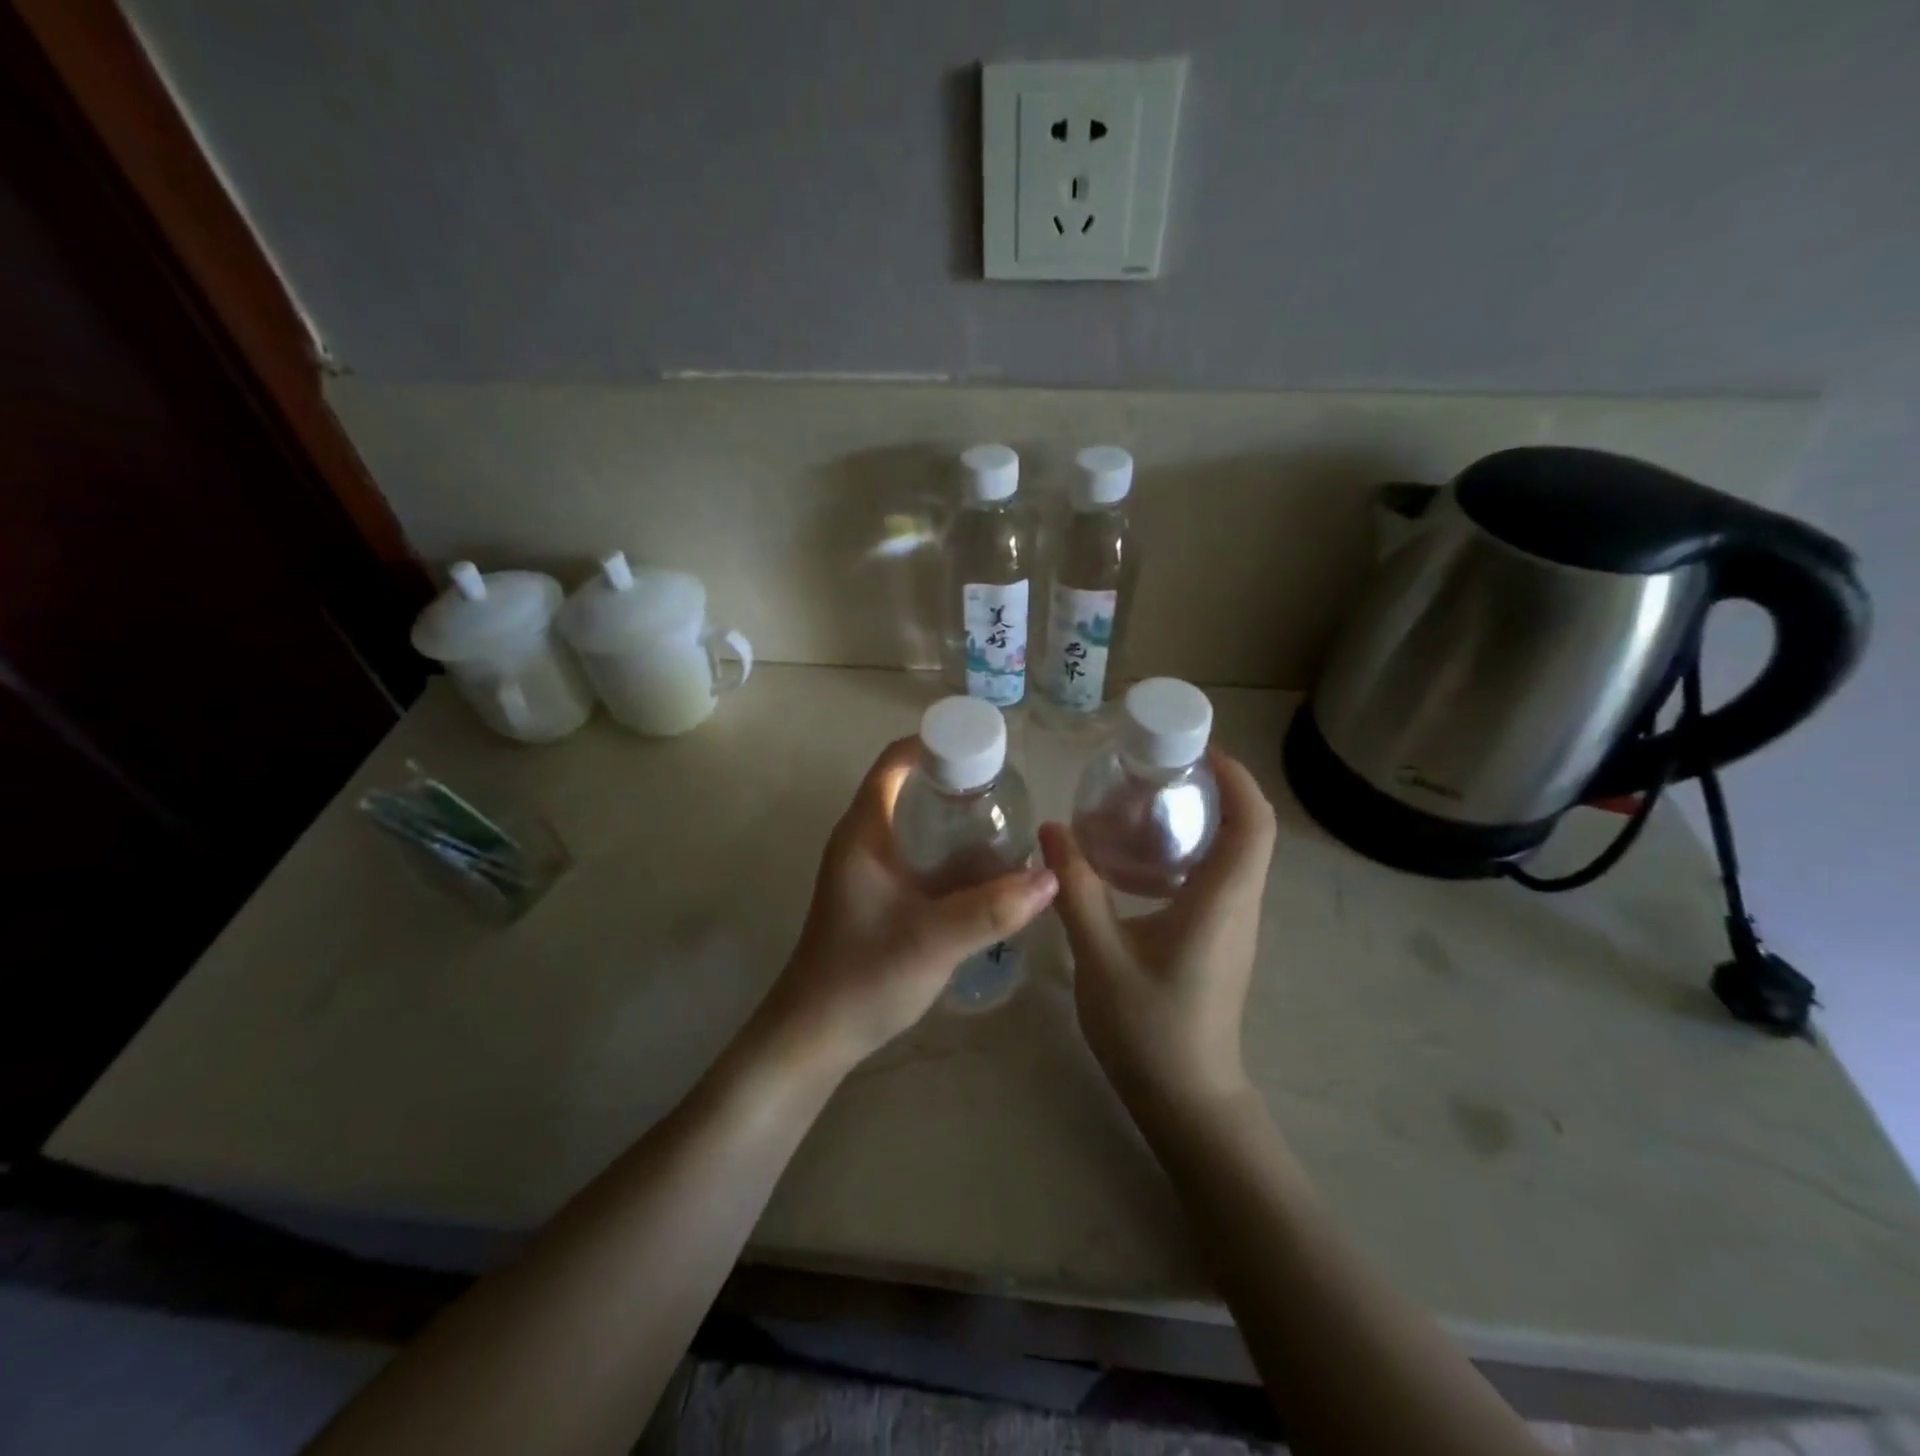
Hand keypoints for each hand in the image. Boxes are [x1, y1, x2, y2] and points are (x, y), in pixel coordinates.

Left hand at [760, 738, 1057, 1072]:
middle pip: (908, 788)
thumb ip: (994, 910)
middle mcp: (862, 841)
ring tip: (1005, 824)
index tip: (984, 749)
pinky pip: (916, 858)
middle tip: (1006, 792)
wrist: (815, 1036)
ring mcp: (867, 871)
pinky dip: (948, 854)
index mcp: (864, 832)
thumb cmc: (864, 976)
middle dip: (956, 783)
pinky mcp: (876, 897)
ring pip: (915, 826)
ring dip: (954, 821)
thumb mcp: (935, 940)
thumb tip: (1051, 877)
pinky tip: (984, 873)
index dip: (936, 743)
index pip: (895, 761)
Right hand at [1041, 749, 1275, 1111]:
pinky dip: (1193, 849)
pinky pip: (1220, 877)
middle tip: (1160, 766)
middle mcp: (1241, 905)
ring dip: (1205, 817)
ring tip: (1148, 800)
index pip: (1254, 822)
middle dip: (1216, 787)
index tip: (1197, 748)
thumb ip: (1076, 889)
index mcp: (1222, 900)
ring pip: (1237, 853)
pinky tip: (1142, 857)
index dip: (1236, 776)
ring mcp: (1235, 925)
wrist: (1187, 1100)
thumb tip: (1051, 830)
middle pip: (1249, 829)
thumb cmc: (1149, 1028)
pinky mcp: (1222, 939)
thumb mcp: (1100, 955)